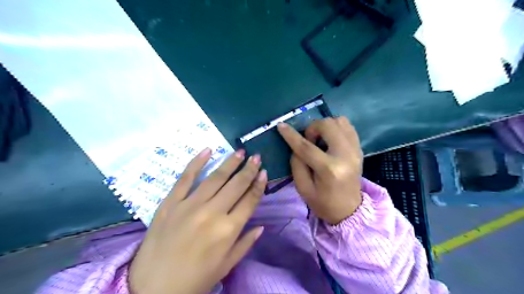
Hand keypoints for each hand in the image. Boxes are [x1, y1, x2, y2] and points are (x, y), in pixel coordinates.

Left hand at [128, 148, 266, 293]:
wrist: (152, 289)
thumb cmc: (194, 280)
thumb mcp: (226, 266)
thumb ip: (245, 244)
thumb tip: (261, 226)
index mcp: (228, 230)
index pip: (249, 200)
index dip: (258, 185)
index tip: (264, 172)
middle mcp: (212, 213)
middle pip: (235, 185)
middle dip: (248, 169)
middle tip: (256, 156)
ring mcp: (190, 205)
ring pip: (215, 178)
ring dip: (230, 163)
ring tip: (240, 152)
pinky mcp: (170, 203)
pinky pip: (185, 178)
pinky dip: (196, 163)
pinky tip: (208, 150)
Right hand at [278, 116, 360, 223]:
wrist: (349, 210)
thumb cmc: (323, 202)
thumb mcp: (303, 187)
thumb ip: (296, 163)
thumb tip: (296, 144)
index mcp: (329, 169)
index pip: (306, 147)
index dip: (291, 135)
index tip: (280, 125)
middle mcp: (345, 155)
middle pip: (327, 125)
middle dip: (312, 128)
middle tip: (309, 141)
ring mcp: (355, 150)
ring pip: (339, 121)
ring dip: (325, 126)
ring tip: (320, 140)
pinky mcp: (359, 149)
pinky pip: (348, 126)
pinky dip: (336, 128)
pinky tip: (330, 139)